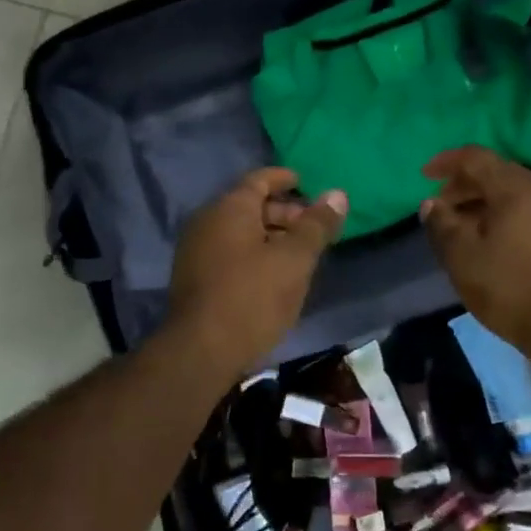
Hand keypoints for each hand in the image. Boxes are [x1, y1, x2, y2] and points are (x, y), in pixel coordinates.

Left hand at [164, 169, 346, 377]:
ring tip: (299, 254)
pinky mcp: (193, 277)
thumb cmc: (253, 297)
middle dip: (283, 212)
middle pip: (250, 205)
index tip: (306, 183)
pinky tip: (273, 275)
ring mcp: (195, 249)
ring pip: (239, 231)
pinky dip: (253, 253)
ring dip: (270, 236)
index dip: (284, 179)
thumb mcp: (294, 260)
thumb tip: (337, 194)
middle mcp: (208, 220)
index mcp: (230, 208)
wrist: (201, 352)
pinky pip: (229, 251)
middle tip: (313, 228)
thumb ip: (317, 225)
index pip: (260, 179)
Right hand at [420, 146, 530, 356]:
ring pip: (512, 191)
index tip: (423, 176)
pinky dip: (503, 213)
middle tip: (439, 209)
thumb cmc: (513, 290)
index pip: (475, 157)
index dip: (446, 162)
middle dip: (463, 186)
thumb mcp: (464, 258)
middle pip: (496, 172)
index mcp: (518, 188)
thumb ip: (442, 224)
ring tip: (459, 227)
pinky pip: (528, 207)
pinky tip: (488, 239)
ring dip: (482, 202)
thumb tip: (431, 203)